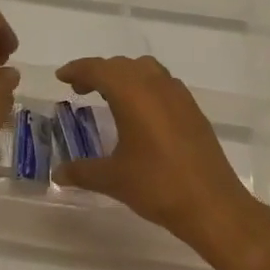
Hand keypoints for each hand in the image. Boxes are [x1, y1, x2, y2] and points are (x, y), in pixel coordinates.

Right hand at [52, 56, 269, 263]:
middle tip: (81, 89)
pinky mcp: (193, 109)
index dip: (78, 70)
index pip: (98, 69)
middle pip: (121, 65)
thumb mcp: (113, 179)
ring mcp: (178, 95)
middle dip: (99, 72)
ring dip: (124, 76)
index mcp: (132, 93)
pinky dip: (145, 87)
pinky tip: (141, 113)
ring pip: (145, 70)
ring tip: (110, 96)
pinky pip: (163, 84)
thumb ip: (82, 171)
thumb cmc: (157, 185)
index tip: (62, 77)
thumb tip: (57, 173)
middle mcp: (155, 85)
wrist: (212, 204)